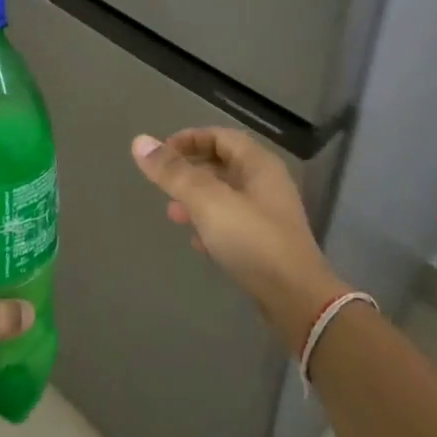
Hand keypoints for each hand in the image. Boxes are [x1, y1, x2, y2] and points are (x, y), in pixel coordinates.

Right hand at [130, 128, 343, 350]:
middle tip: (164, 185)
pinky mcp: (267, 243)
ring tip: (173, 214)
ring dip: (198, 199)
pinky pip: (233, 222)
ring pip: (226, 195)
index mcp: (258, 164)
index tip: (160, 154)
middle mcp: (267, 183)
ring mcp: (269, 214)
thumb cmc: (252, 240)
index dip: (189, 139)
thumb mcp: (207, 201)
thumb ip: (174, 172)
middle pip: (223, 164)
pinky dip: (211, 224)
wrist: (296, 299)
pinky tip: (197, 242)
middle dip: (190, 171)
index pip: (220, 136)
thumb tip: (140, 141)